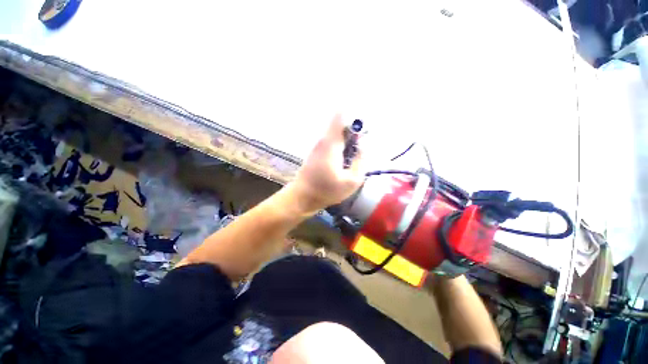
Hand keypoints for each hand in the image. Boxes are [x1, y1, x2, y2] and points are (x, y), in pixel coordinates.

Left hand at [286, 114, 365, 214]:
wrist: (302, 197)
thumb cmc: (327, 191)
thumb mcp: (352, 181)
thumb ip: (361, 161)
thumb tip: (363, 145)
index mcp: (331, 144)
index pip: (339, 116)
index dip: (352, 115)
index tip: (362, 127)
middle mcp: (323, 140)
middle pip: (340, 125)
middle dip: (353, 133)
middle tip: (359, 151)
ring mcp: (317, 145)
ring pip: (336, 135)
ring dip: (347, 142)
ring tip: (350, 161)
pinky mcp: (316, 152)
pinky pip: (331, 143)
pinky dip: (340, 148)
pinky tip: (341, 164)